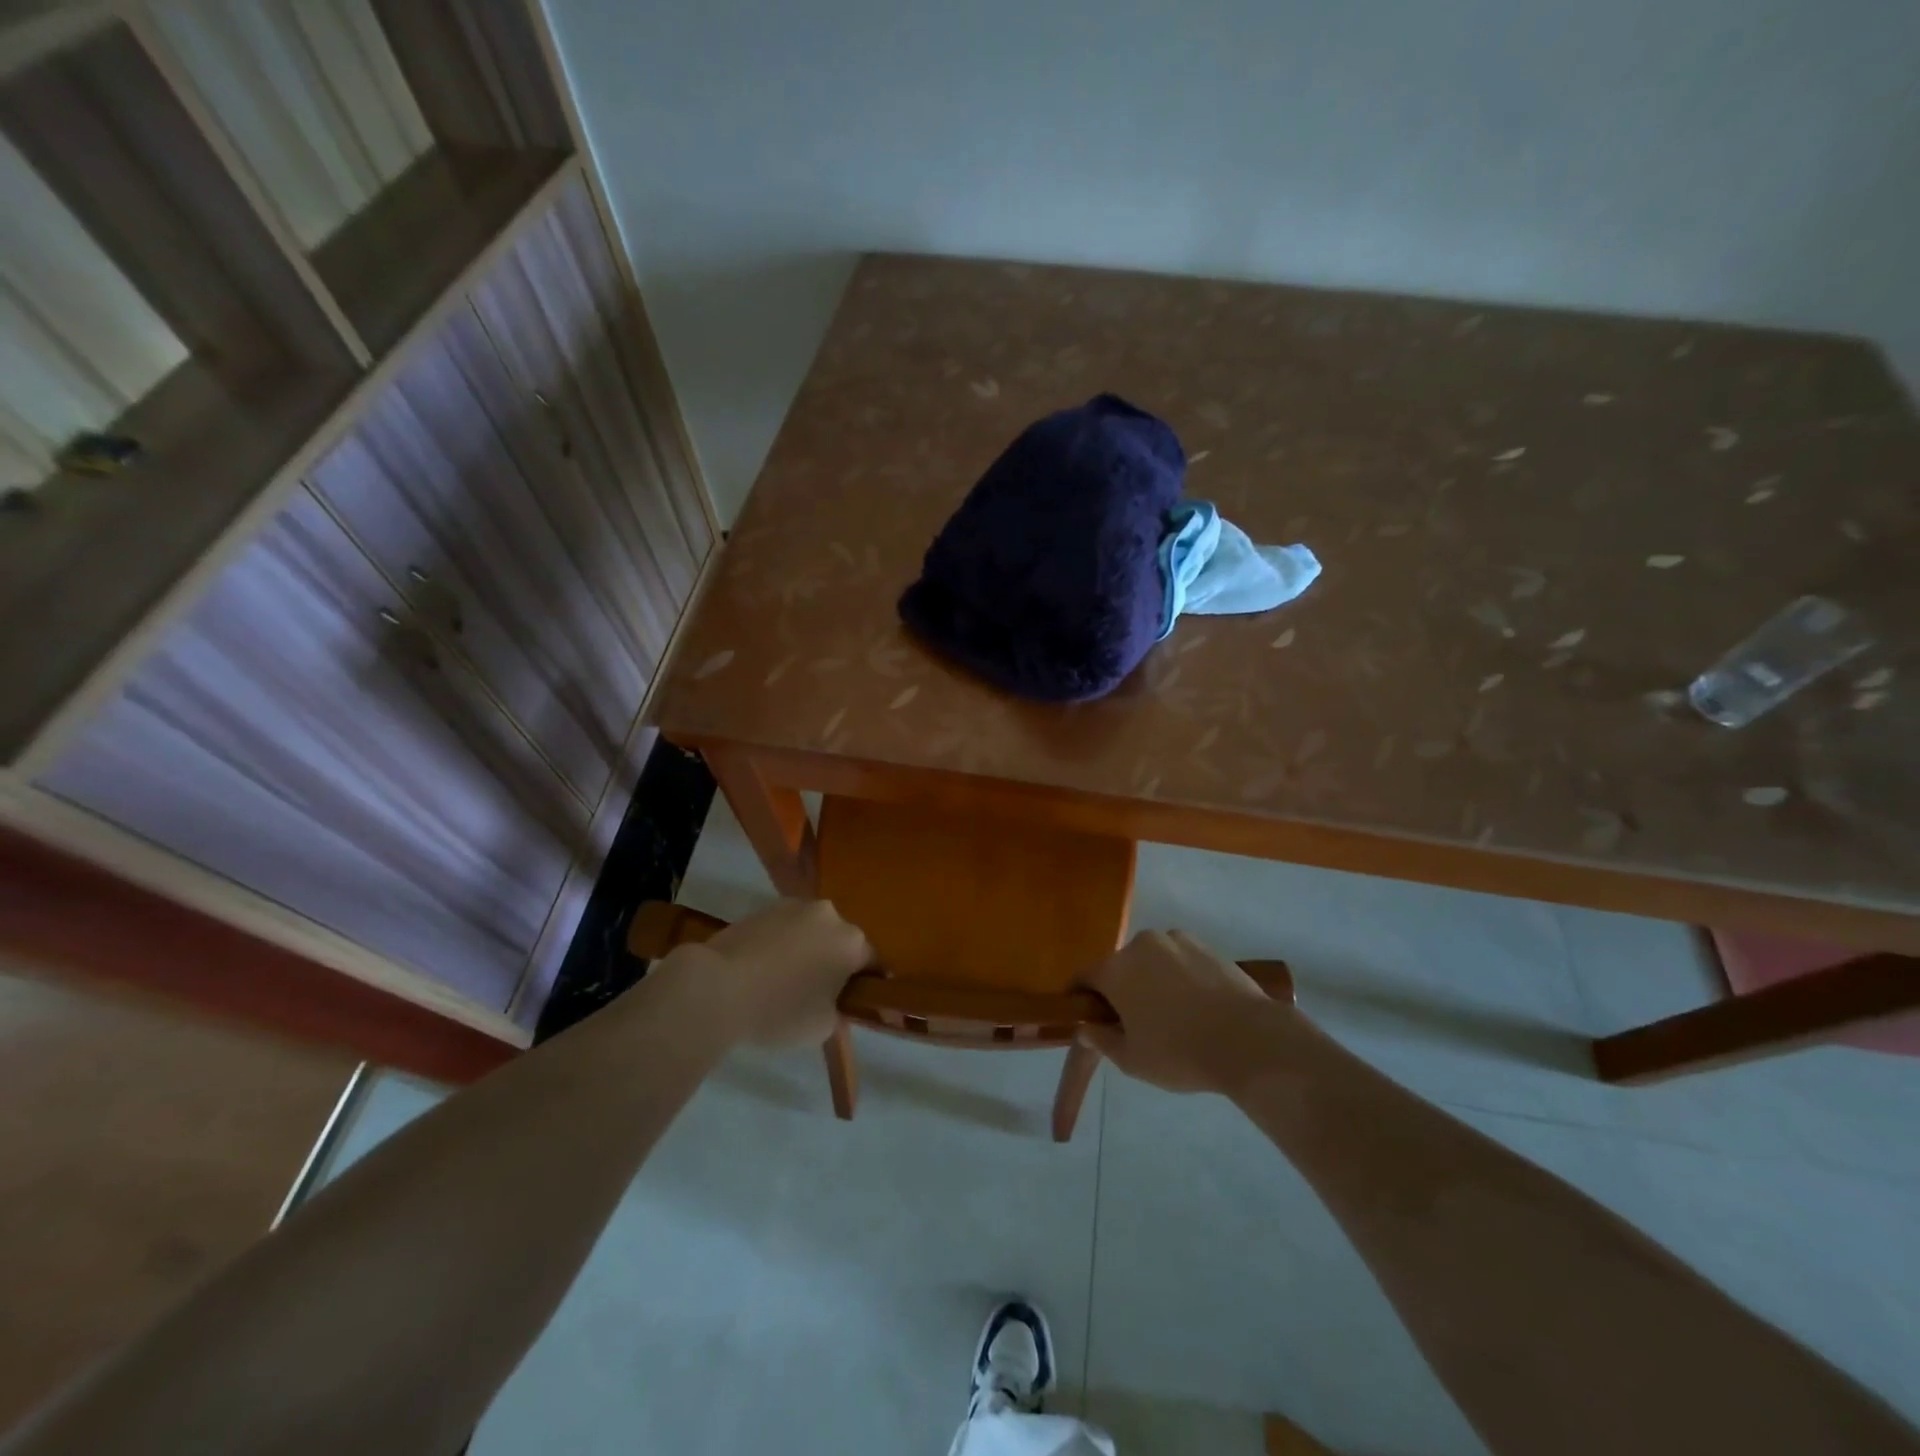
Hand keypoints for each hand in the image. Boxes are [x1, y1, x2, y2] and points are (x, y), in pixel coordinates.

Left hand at [658, 899, 874, 1046]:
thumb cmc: (779, 1011)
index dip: (868, 985)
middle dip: (836, 963)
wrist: (716, 988)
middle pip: (841, 941)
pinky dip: (782, 945)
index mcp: (852, 941)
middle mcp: (829, 915)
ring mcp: (793, 906)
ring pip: (812, 932)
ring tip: (787, 981)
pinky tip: (764, 970)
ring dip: (808, 951)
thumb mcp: (823, 1026)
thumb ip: (839, 1009)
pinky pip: (784, 929)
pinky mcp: (762, 908)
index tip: (857, 1003)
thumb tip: (834, 1001)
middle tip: (821, 993)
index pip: (873, 963)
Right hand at [1081, 930, 1294, 1094]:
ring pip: (1151, 960)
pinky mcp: (1205, 945)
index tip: (1087, 1017)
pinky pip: (1179, 958)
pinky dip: (1180, 975)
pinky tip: (1196, 1003)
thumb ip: (1102, 1040)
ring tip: (1172, 1013)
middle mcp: (1141, 945)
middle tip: (1134, 1022)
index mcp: (1115, 969)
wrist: (1248, 1039)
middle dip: (1121, 990)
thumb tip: (1085, 1027)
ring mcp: (1175, 940)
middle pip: (1119, 967)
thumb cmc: (1180, 1052)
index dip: (1080, 998)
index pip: (1083, 978)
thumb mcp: (1132, 1060)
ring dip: (1151, 979)